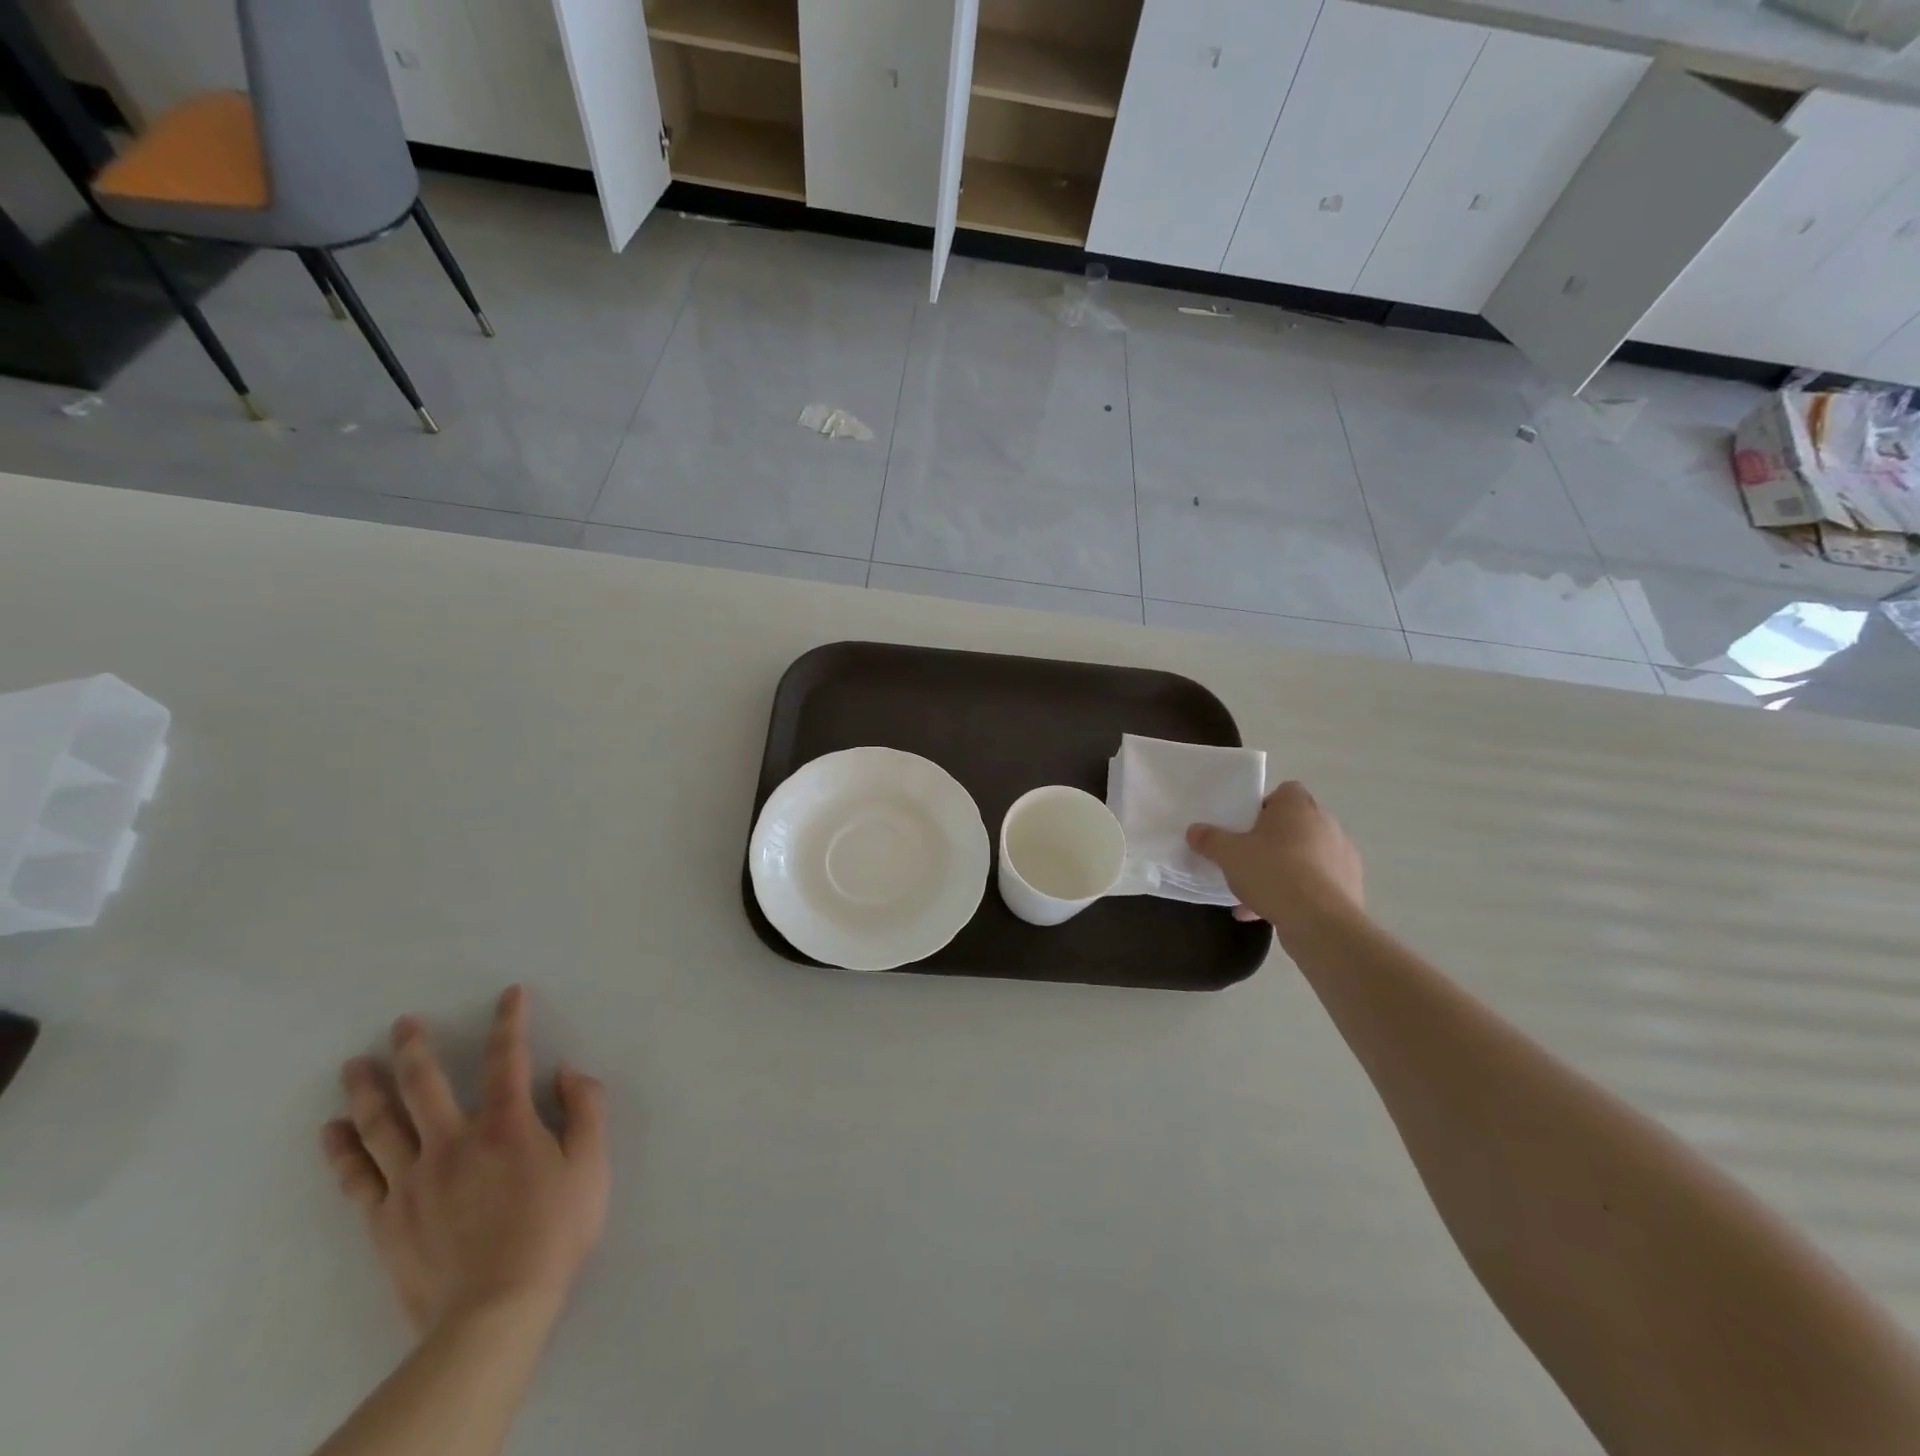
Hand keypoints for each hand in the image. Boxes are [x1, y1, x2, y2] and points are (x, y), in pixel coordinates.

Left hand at [321, 986, 609, 1339]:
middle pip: (426, 1085)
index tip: (510, 993)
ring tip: (355, 1065)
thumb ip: (586, 1110)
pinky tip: (330, 1131)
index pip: (507, 1059)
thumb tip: (567, 1072)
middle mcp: (453, 1142)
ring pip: (382, 1125)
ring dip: (367, 1090)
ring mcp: (412, 1181)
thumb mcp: (592, 1165)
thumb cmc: (553, 1232)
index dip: (510, 1022)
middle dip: (414, 1049)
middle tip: (402, 1023)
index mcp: (506, 1126)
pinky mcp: (386, 1219)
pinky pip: (357, 1177)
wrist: (494, 1311)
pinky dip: (341, 1151)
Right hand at [1187, 781, 1364, 931]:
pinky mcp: (1351, 885)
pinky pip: (1317, 882)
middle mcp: (1326, 823)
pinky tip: (1272, 912)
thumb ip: (1210, 839)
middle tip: (1248, 859)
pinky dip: (1298, 893)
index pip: (1284, 792)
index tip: (1246, 827)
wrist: (1320, 920)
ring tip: (1256, 895)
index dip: (1264, 807)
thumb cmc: (1272, 872)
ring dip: (1284, 870)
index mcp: (1297, 806)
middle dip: (1272, 841)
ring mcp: (1343, 855)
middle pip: (1294, 825)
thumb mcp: (1228, 854)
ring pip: (1306, 856)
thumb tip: (1194, 830)